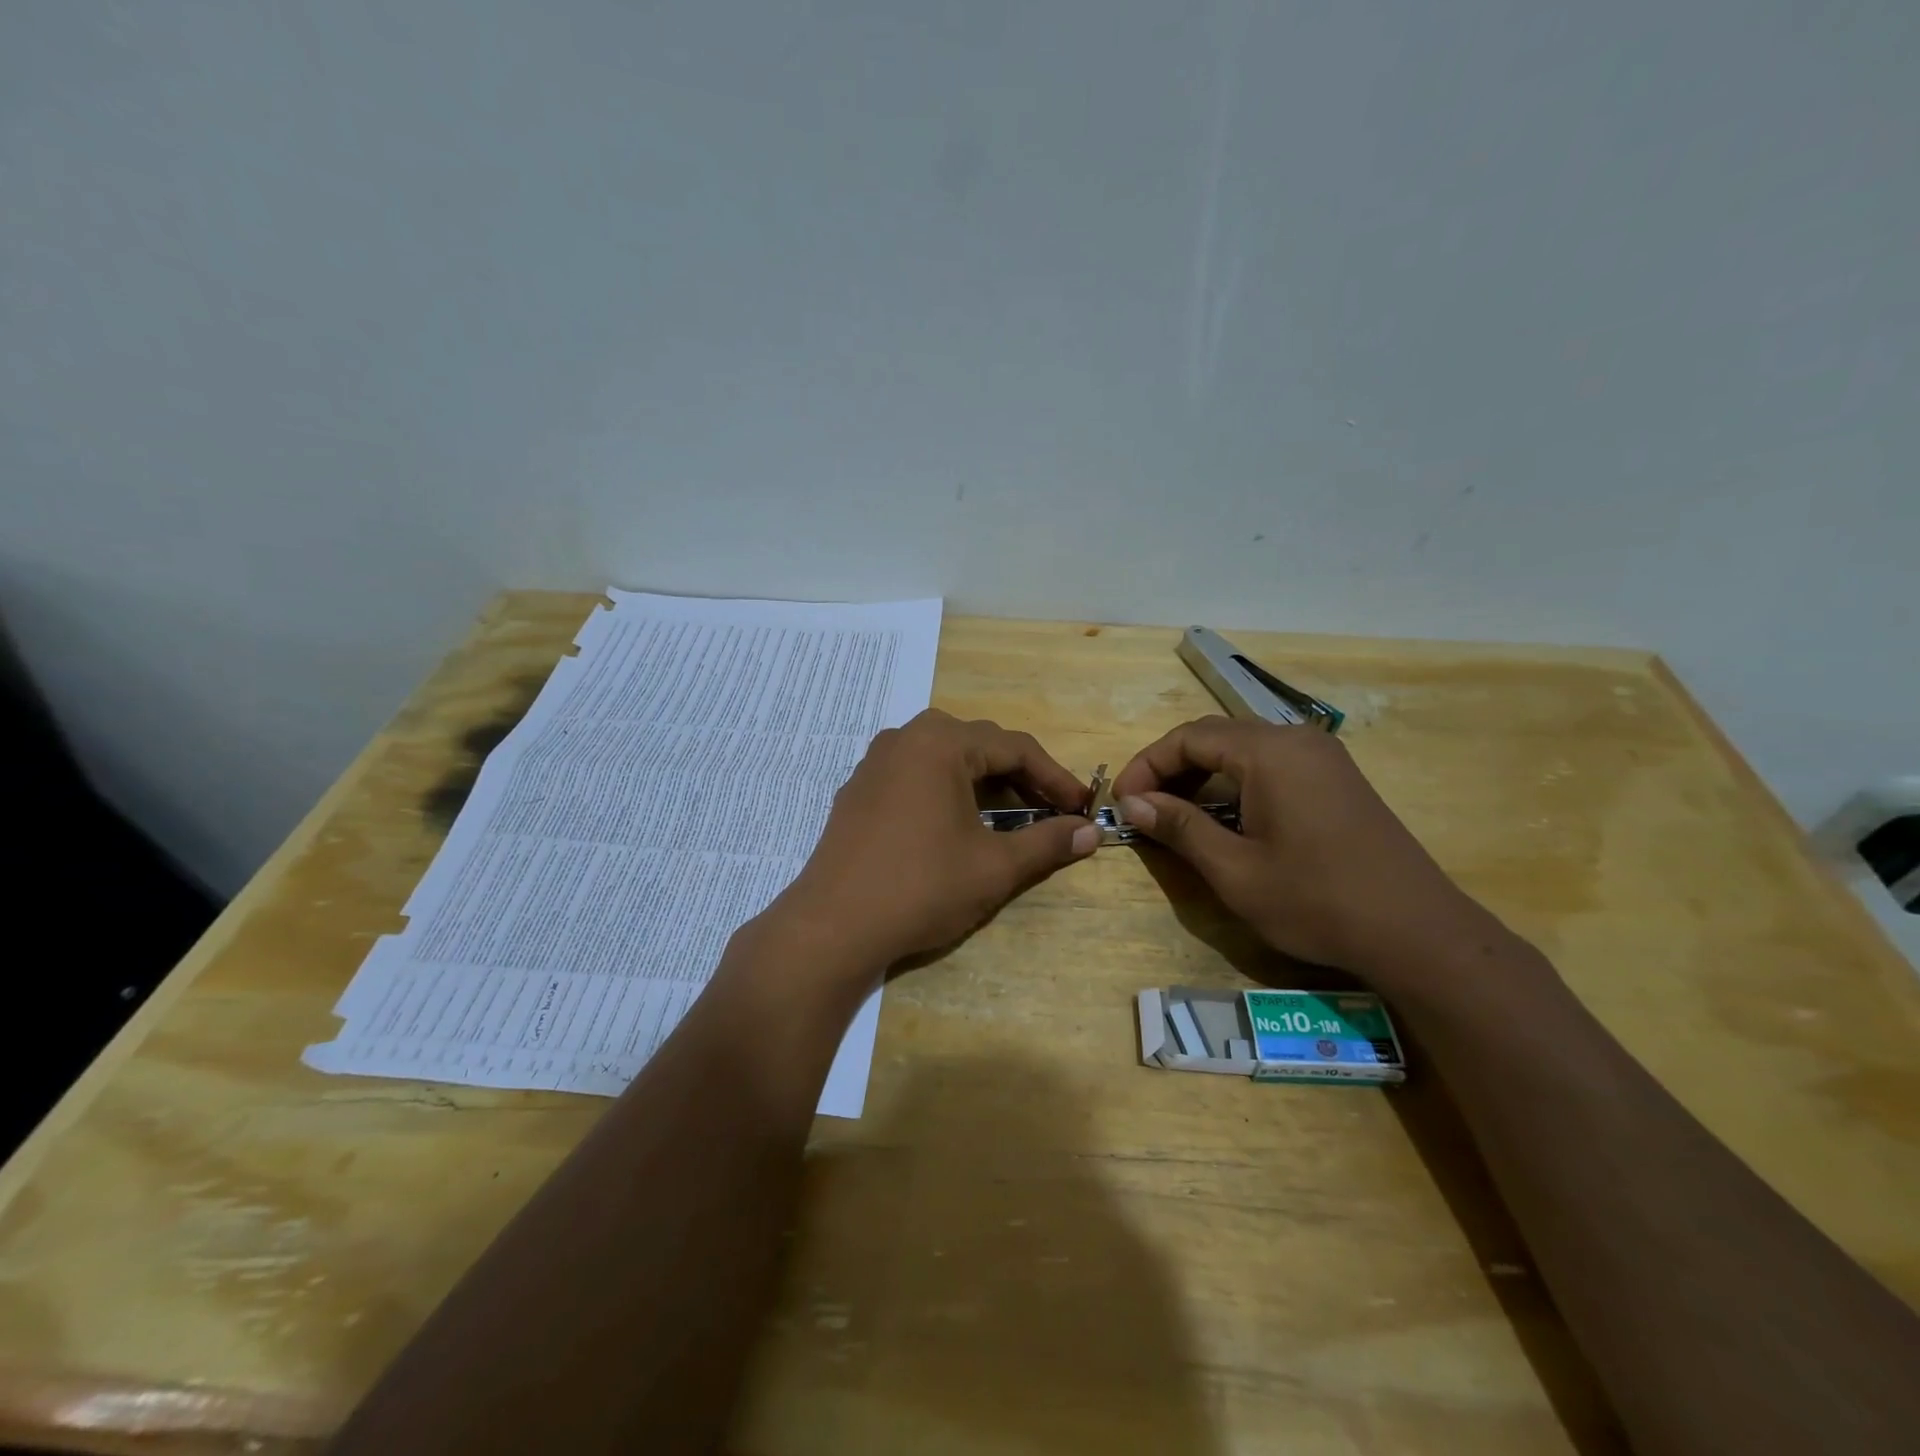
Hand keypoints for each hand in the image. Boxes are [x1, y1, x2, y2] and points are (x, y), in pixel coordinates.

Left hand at [770, 710, 1098, 970]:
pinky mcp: (858, 790)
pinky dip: (947, 791)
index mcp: (940, 743)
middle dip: (1020, 778)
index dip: (1055, 778)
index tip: (1082, 807)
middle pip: (979, 746)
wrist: (832, 926)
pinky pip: (915, 775)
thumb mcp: (994, 867)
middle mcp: (905, 738)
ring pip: (945, 759)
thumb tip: (1091, 833)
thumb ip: (1047, 843)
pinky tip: (956, 825)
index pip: (1015, 748)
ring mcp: (875, 763)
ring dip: (983, 783)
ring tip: (1009, 817)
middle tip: (1050, 812)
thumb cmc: (921, 888)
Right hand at [1112, 717, 1494, 975]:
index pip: (1187, 738)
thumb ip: (1179, 827)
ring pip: (1243, 750)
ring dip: (1202, 776)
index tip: (1123, 803)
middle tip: (1144, 809)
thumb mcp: (1234, 870)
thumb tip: (1133, 803)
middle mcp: (1296, 740)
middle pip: (1215, 737)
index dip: (1146, 766)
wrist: (1417, 932)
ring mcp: (1322, 757)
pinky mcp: (1337, 779)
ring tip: (1176, 816)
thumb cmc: (1316, 900)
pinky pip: (1271, 765)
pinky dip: (1235, 783)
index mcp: (1269, 752)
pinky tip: (1225, 818)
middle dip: (1171, 769)